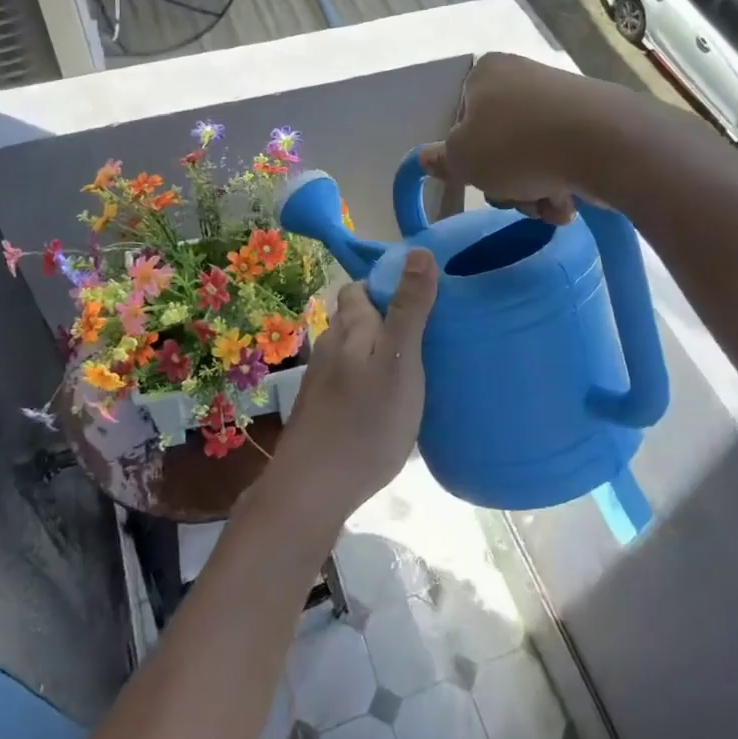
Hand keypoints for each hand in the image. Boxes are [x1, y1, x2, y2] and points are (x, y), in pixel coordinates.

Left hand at [265, 249, 438, 522]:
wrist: (313, 487)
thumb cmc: (366, 421)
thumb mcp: (400, 361)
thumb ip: (409, 308)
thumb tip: (418, 252)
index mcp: (350, 327)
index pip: (361, 288)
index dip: (387, 285)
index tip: (421, 296)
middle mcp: (329, 345)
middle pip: (355, 318)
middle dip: (385, 317)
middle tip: (425, 334)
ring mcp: (321, 378)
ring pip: (351, 349)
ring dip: (377, 349)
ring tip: (412, 366)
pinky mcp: (320, 408)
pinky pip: (348, 378)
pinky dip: (367, 378)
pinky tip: (386, 401)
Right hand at [420, 52, 620, 223]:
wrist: (604, 144)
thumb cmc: (516, 146)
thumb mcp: (462, 159)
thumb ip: (441, 160)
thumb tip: (425, 157)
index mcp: (487, 74)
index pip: (462, 118)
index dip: (467, 154)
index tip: (477, 175)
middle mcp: (524, 78)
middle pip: (498, 143)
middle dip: (504, 181)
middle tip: (512, 195)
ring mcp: (562, 100)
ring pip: (531, 158)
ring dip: (532, 191)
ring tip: (546, 204)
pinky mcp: (593, 123)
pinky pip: (563, 159)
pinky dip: (560, 185)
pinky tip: (567, 202)